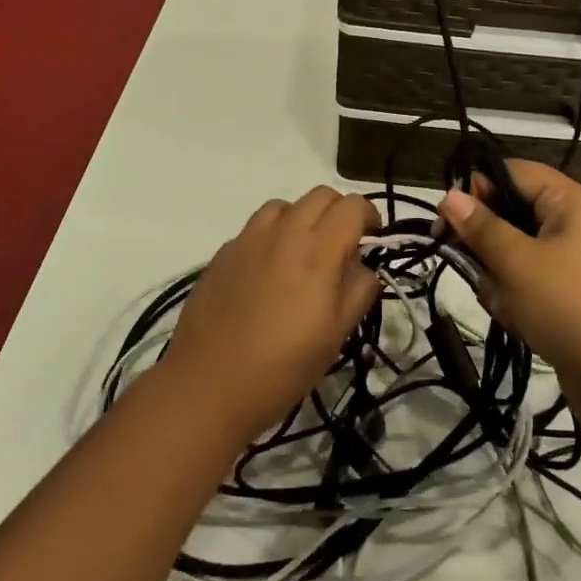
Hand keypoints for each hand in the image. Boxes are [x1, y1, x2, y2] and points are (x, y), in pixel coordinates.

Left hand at [164, 187, 380, 443]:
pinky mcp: (222, 254)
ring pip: (283, 205)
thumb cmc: (283, 366)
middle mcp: (284, 233)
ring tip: (302, 253)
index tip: (372, 238)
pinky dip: (271, 237)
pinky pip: (254, 229)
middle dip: (338, 211)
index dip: (368, 215)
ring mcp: (248, 240)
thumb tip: (363, 267)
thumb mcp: (337, 335)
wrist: (208, 385)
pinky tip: (267, 272)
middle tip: (342, 245)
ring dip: (302, 218)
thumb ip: (359, 290)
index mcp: (318, 250)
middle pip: (320, 195)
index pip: (352, 206)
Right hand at [439, 161, 580, 414]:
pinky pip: (529, 284)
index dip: (477, 189)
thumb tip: (450, 195)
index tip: (445, 220)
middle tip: (473, 267)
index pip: (512, 172)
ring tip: (508, 306)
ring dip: (500, 280)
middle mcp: (574, 224)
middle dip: (488, 245)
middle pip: (511, 215)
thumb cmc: (573, 307)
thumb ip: (480, 227)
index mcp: (570, 201)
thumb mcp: (518, 263)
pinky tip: (520, 323)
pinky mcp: (571, 297)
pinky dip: (518, 301)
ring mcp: (574, 263)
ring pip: (515, 254)